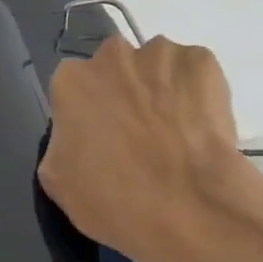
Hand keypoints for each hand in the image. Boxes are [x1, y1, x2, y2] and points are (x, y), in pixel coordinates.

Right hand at [38, 35, 254, 261]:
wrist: (189, 208)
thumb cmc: (114, 201)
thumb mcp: (58, 180)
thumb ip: (63, 140)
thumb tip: (79, 132)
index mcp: (72, 80)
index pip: (76, 89)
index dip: (90, 115)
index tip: (105, 140)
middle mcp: (113, 54)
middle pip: (117, 69)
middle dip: (125, 94)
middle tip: (141, 136)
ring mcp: (162, 54)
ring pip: (158, 68)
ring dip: (162, 91)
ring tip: (177, 135)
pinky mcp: (204, 62)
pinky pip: (196, 73)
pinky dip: (199, 94)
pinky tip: (201, 129)